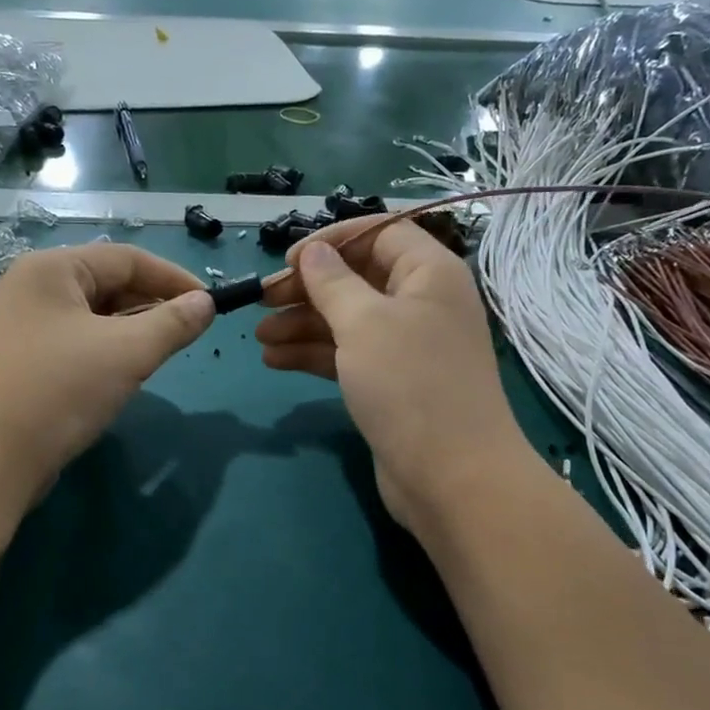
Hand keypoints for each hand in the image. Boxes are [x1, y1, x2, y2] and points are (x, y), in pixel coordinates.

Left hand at [0, 242, 212, 506]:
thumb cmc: (60, 391)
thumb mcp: (127, 353)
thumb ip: (173, 323)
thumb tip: (206, 303)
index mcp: (51, 269)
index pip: (126, 259)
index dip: (173, 278)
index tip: (210, 304)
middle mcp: (32, 288)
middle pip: (108, 284)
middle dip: (152, 306)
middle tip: (186, 334)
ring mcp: (23, 326)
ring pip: (94, 316)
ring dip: (131, 331)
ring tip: (160, 354)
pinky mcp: (23, 360)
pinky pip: (77, 342)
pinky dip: (107, 351)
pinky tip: (124, 374)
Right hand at [257, 217, 524, 531]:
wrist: (450, 476)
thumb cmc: (409, 384)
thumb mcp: (364, 323)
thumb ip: (332, 282)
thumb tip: (313, 251)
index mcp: (429, 273)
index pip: (379, 234)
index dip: (332, 240)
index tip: (288, 259)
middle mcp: (422, 302)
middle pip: (357, 278)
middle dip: (307, 288)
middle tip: (262, 300)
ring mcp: (407, 346)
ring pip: (347, 320)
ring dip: (302, 324)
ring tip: (259, 336)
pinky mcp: (392, 383)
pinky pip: (348, 355)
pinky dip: (313, 354)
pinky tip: (275, 361)